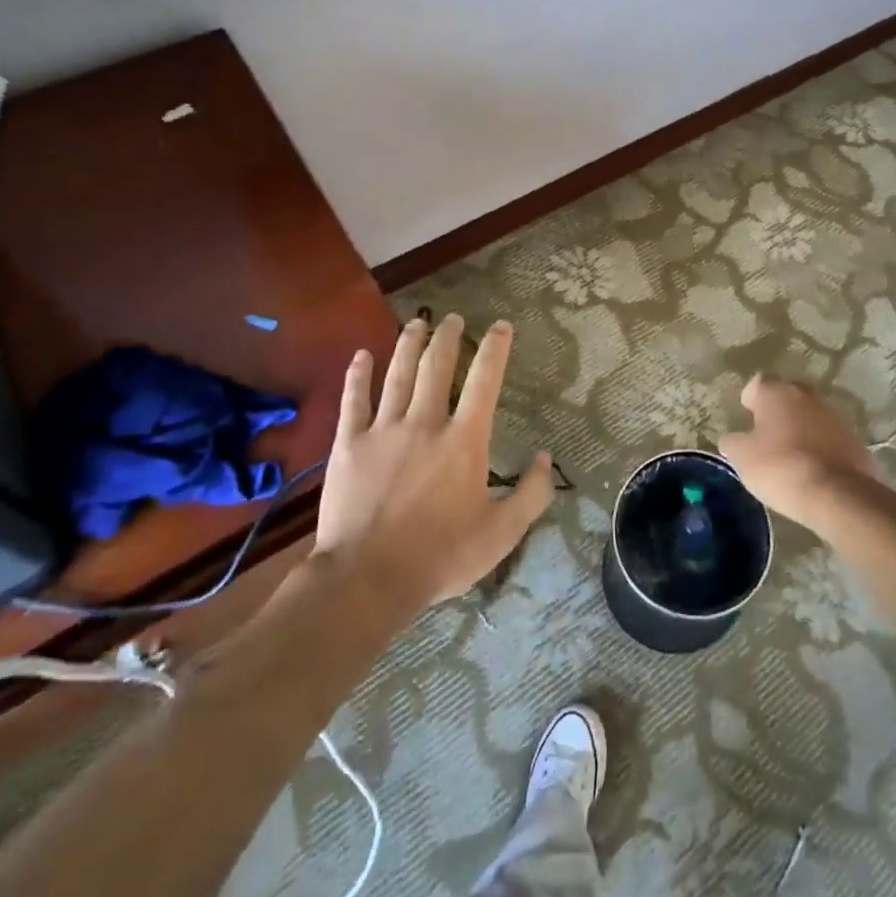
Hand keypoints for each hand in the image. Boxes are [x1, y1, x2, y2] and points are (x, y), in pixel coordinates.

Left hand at [312, 314, 554, 609]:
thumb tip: (546, 458)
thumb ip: (530, 494)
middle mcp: (425, 423)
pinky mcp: (350, 444)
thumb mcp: (501, 534)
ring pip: (398, 374)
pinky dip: (358, 375)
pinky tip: (361, 355)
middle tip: (452, 318)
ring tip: (417, 323)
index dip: (495, 349)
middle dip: (448, 337)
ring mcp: (384, 430)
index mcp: (464, 441)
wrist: (367, 578)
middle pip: (437, 367)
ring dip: (409, 344)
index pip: (485, 382)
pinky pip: (354, 400)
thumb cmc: (440, 557)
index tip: (500, 326)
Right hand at [719, 375, 883, 535]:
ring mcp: (835, 415)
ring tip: (792, 457)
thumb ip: (733, 442)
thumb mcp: (742, 458)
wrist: (838, 495)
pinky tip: (814, 470)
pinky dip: (821, 447)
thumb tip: (733, 438)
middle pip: (787, 396)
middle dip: (777, 412)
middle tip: (767, 437)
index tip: (747, 419)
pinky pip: (830, 437)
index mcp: (777, 392)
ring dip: (801, 429)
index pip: (758, 383)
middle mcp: (807, 395)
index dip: (751, 400)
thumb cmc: (781, 468)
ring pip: (811, 415)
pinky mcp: (855, 439)